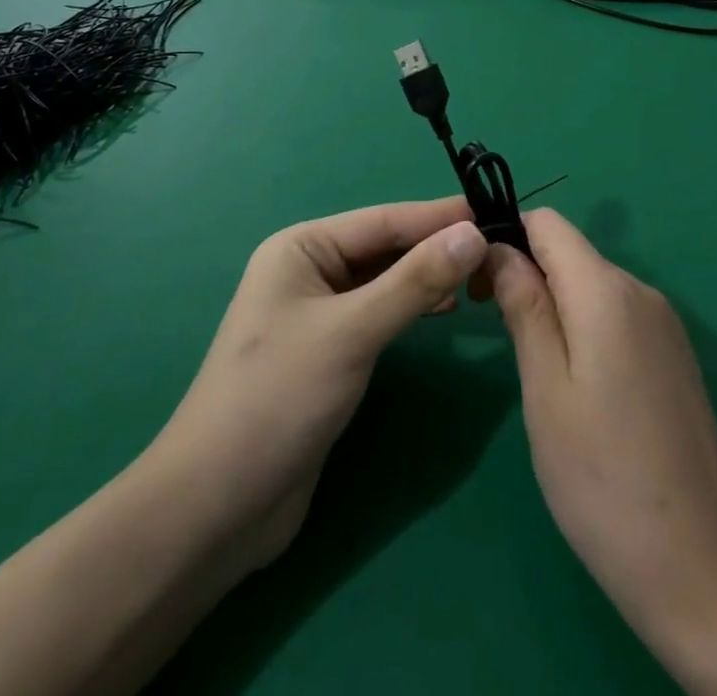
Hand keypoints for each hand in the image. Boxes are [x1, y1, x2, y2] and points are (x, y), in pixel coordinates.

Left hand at [156, 197, 487, 577]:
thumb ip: (415, 281)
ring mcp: (320, 312)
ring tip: (481, 278)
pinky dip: (414, 308)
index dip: (440, 216)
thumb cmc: (278, 399)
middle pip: (387, 247)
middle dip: (438, 247)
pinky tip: (447, 310)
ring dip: (429, 277)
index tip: (495, 211)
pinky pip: (382, 313)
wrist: (217, 506)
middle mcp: (310, 270)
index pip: (385, 220)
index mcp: (302, 247)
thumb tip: (473, 233)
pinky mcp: (331, 352)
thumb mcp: (352, 332)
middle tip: (498, 249)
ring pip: (387, 280)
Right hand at [490, 211, 716, 695]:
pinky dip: (584, 325)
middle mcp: (642, 291)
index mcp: (607, 290)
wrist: (701, 566)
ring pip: (592, 283)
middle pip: (570, 251)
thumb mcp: (546, 389)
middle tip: (491, 325)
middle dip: (525, 271)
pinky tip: (575, 382)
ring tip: (530, 362)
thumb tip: (499, 247)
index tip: (475, 280)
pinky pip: (617, 314)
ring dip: (553, 301)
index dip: (506, 235)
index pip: (548, 223)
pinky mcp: (674, 355)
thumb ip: (524, 307)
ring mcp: (664, 324)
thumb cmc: (603, 478)